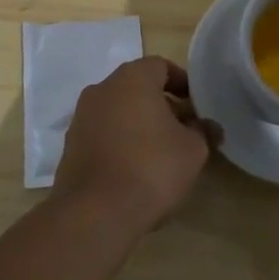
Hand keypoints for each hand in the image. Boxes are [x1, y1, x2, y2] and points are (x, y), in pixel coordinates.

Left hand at [52, 57, 218, 234]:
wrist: (95, 213)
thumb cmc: (151, 168)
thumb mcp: (192, 150)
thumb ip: (202, 132)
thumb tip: (208, 127)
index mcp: (133, 78)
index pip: (160, 66)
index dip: (181, 82)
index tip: (195, 104)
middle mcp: (102, 88)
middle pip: (137, 87)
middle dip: (160, 104)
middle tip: (181, 128)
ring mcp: (81, 117)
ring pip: (117, 109)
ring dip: (138, 123)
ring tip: (159, 151)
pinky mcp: (70, 146)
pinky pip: (102, 133)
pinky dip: (119, 141)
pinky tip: (133, 168)